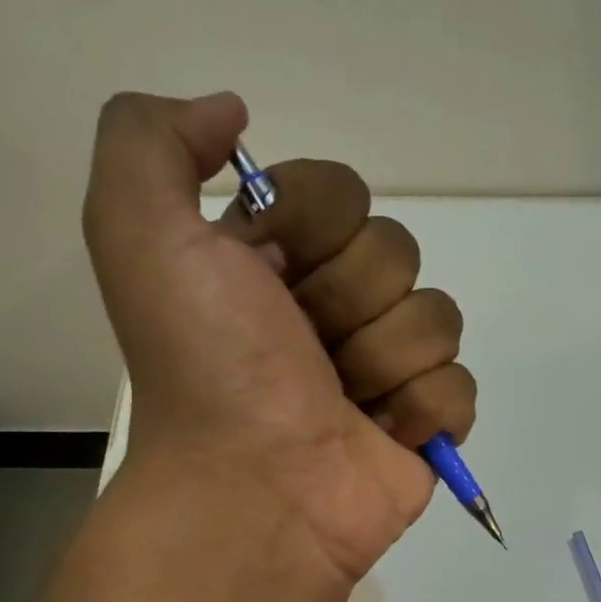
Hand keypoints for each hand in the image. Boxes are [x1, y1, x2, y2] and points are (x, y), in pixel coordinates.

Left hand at [84, 91, 473, 583]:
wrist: (254, 488)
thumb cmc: (208, 365)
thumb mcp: (140, 232)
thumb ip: (154, 141)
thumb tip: (233, 114)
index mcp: (278, 258)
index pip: (345, 191)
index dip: (314, 223)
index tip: (271, 271)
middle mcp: (335, 306)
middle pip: (398, 251)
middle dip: (350, 300)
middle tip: (305, 350)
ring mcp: (387, 366)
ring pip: (437, 316)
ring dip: (384, 359)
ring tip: (341, 401)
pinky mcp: (426, 421)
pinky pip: (460, 384)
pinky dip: (422, 410)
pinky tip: (381, 433)